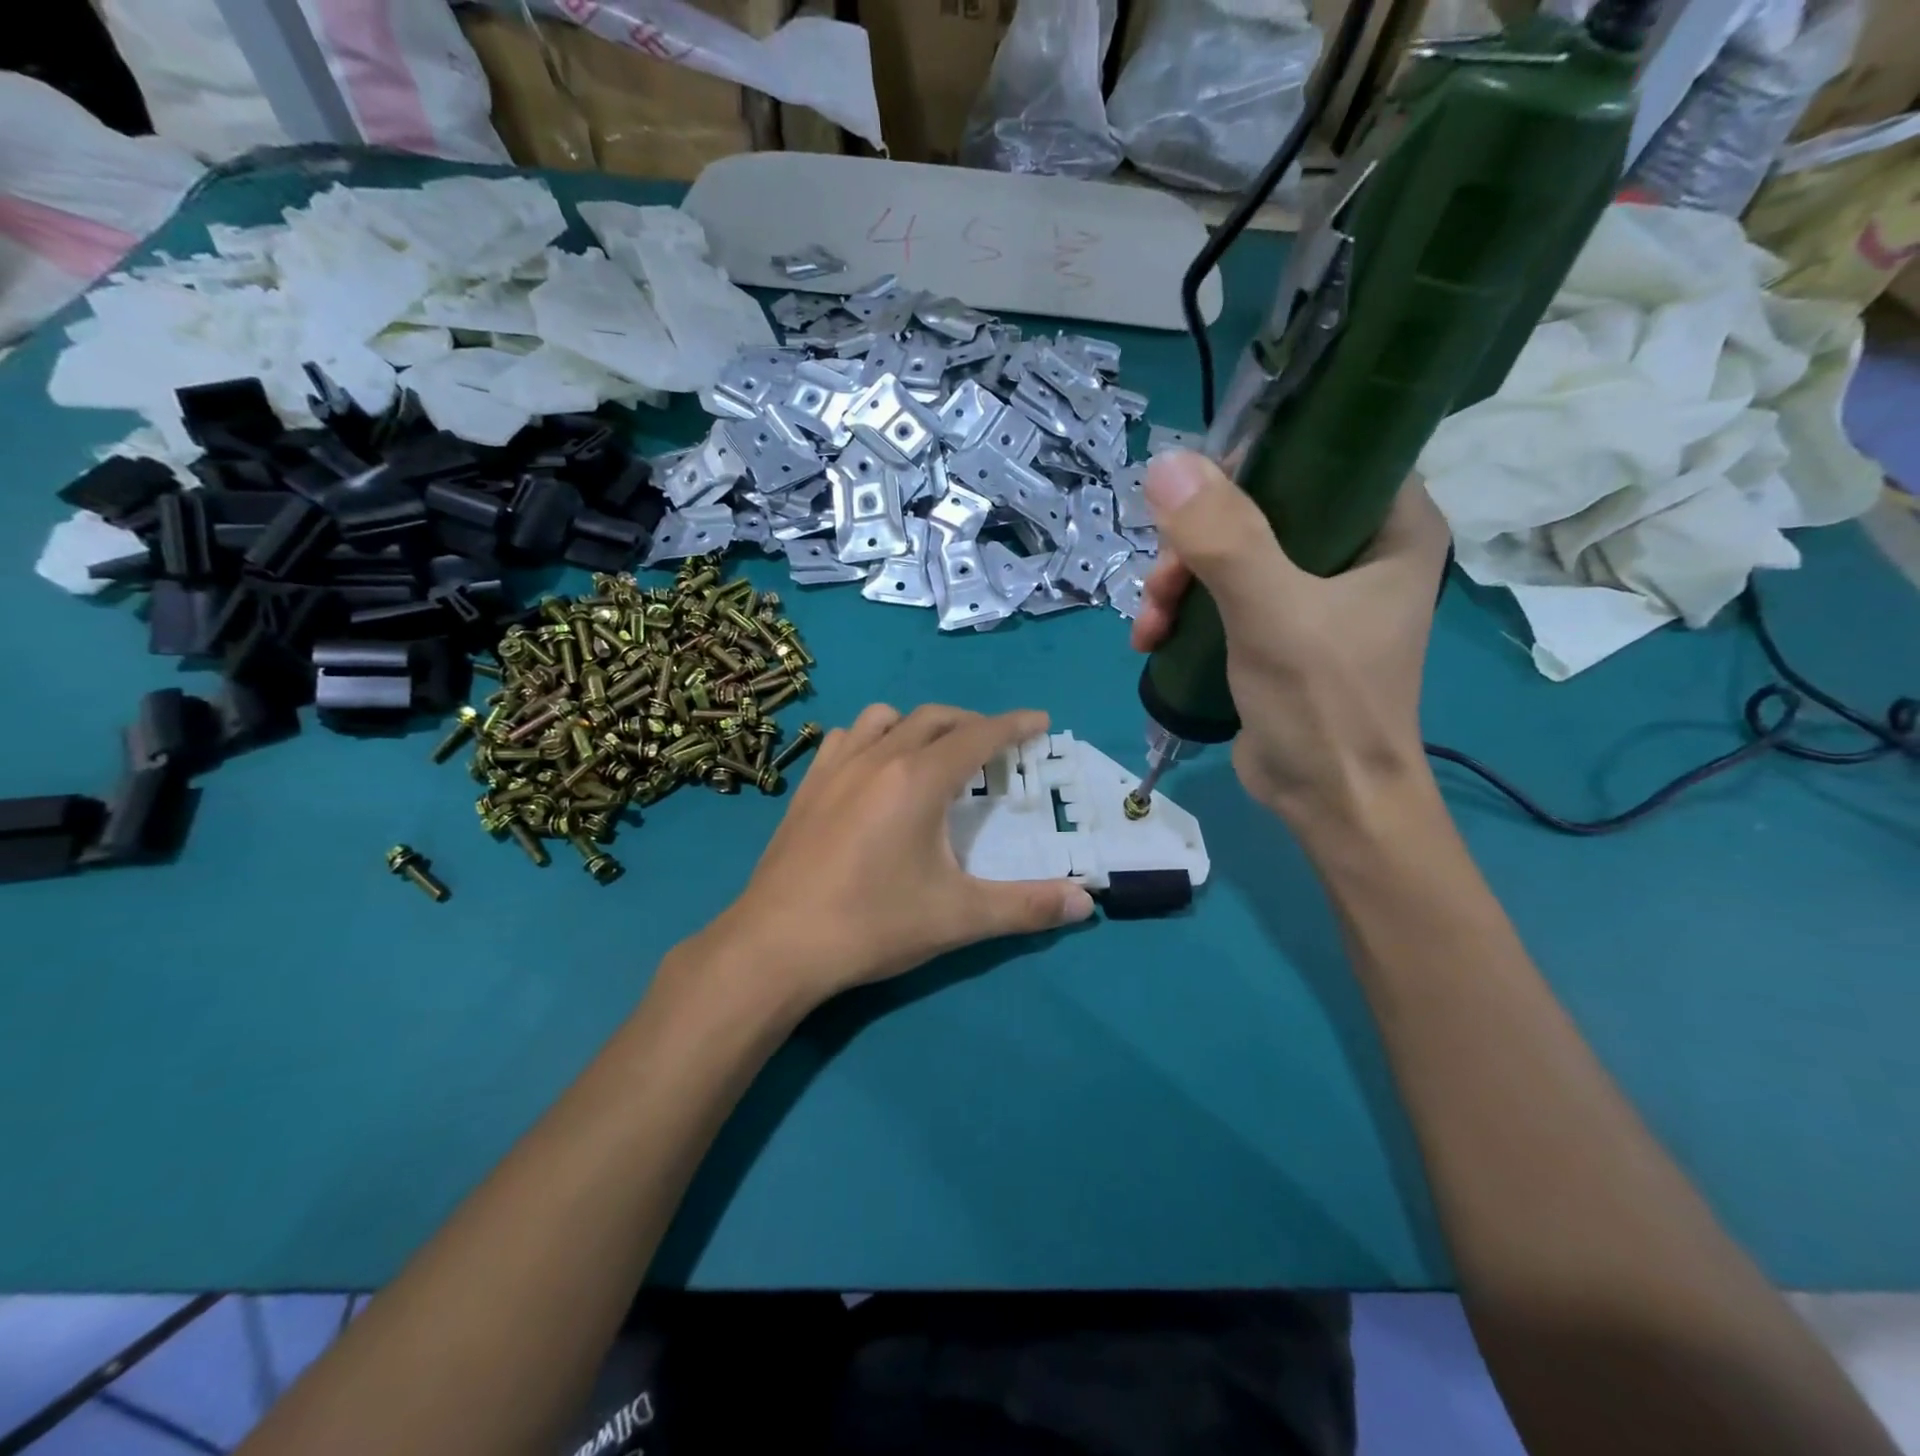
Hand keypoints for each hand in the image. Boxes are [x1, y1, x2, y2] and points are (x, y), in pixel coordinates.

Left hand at [682, 705, 1094, 1016]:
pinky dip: (873, 737)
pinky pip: (847, 738)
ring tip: (935, 752)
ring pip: (886, 717)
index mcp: (918, 779)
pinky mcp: (807, 786)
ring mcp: (836, 767)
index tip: (1039, 720)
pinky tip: (875, 769)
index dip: (1014, 725)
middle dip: (973, 723)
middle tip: (996, 746)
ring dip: (920, 724)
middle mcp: (878, 758)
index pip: (978, 736)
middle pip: (935, 717)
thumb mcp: (958, 918)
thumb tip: (1087, 902)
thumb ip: (1027, 907)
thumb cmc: (872, 925)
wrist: (776, 945)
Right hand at [1130, 452, 1449, 831]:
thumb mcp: (1273, 614)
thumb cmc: (1324, 705)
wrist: (1328, 802)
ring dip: (1177, 583)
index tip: (1195, 500)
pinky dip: (1182, 611)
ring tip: (1149, 626)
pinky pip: (1221, 595)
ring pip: (1229, 553)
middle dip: (1195, 544)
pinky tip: (1152, 639)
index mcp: (1391, 526)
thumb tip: (1166, 463)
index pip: (1322, 454)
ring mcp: (1313, 593)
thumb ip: (1223, 540)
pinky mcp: (1277, 630)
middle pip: (1259, 508)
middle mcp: (1356, 550)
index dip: (1253, 463)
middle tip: (1161, 585)